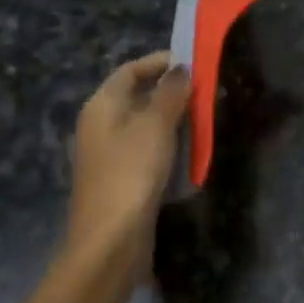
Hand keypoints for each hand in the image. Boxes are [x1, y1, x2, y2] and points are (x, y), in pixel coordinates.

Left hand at [67, 53, 190, 274]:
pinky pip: (146, 150)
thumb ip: (170, 93)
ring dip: (171, 119)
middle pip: (135, 97)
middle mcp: (99, 126)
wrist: (111, 239)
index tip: (192, 62)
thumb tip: (181, 69)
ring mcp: (108, 155)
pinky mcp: (121, 179)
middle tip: (203, 92)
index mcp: (101, 106)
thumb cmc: (132, 172)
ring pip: (143, 125)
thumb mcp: (156, 125)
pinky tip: (188, 152)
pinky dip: (167, 144)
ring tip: (202, 119)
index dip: (159, 63)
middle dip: (169, 92)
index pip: (129, 71)